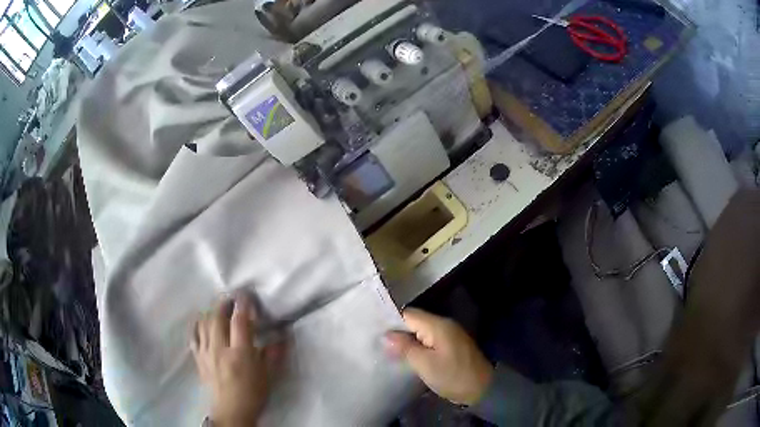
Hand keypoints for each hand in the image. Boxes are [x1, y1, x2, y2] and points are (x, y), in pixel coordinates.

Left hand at [192, 296, 282, 426]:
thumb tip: (283, 335)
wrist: (231, 412)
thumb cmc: (252, 394)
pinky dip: (198, 324)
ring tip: (219, 307)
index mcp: (240, 354)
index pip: (240, 321)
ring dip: (211, 311)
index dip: (243, 304)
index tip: (246, 294)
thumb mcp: (269, 376)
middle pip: (217, 317)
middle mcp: (220, 349)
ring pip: (204, 323)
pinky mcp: (198, 358)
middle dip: (224, 302)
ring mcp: (206, 352)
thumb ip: (274, 354)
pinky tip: (202, 321)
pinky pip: (194, 335)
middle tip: (232, 297)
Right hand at [384, 308, 492, 405]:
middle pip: (414, 322)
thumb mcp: (425, 364)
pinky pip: (429, 341)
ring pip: (421, 332)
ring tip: (387, 351)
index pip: (408, 314)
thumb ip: (405, 347)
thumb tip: (386, 335)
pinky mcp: (451, 346)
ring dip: (407, 341)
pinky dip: (417, 347)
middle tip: (378, 344)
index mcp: (438, 325)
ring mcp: (449, 335)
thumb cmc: (452, 376)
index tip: (374, 333)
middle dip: (397, 333)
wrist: (481, 388)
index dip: (391, 322)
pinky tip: (406, 357)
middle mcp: (444, 325)